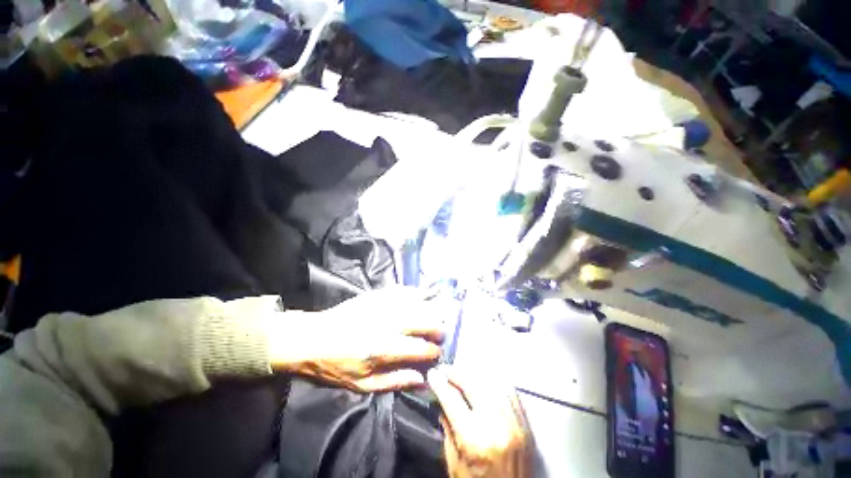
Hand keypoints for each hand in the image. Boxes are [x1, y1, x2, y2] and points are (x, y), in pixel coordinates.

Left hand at [268, 287, 445, 392]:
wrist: (310, 338)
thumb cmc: (334, 366)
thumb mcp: (362, 385)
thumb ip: (395, 381)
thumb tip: (422, 379)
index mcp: (383, 348)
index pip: (421, 348)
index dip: (434, 351)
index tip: (438, 353)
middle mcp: (388, 323)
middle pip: (424, 320)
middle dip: (438, 328)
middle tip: (441, 333)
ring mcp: (383, 305)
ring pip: (417, 303)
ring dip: (430, 310)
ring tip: (434, 316)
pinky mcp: (377, 295)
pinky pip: (403, 291)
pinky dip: (415, 294)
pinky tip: (419, 297)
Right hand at [428, 366, 531, 477]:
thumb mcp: (454, 463)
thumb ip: (448, 429)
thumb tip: (441, 400)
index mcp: (475, 439)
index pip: (452, 399)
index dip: (439, 383)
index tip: (432, 374)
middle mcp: (497, 425)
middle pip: (473, 383)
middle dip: (455, 373)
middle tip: (445, 370)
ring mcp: (515, 422)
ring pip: (491, 382)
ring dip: (473, 373)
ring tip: (461, 374)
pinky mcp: (526, 423)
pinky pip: (509, 390)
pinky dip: (493, 381)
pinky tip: (483, 380)